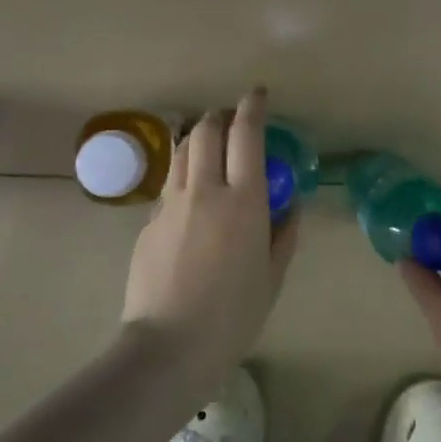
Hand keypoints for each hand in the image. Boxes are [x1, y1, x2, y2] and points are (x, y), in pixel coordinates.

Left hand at [121, 88, 298, 388]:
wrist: (169, 346)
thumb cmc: (233, 316)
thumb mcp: (272, 277)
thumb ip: (284, 234)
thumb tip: (291, 204)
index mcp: (244, 201)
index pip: (246, 135)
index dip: (251, 108)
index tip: (256, 95)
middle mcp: (205, 190)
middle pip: (207, 130)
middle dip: (220, 117)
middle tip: (231, 123)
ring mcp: (171, 203)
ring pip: (182, 150)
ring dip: (198, 138)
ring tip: (209, 148)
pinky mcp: (149, 220)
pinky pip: (169, 184)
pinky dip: (183, 175)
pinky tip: (190, 197)